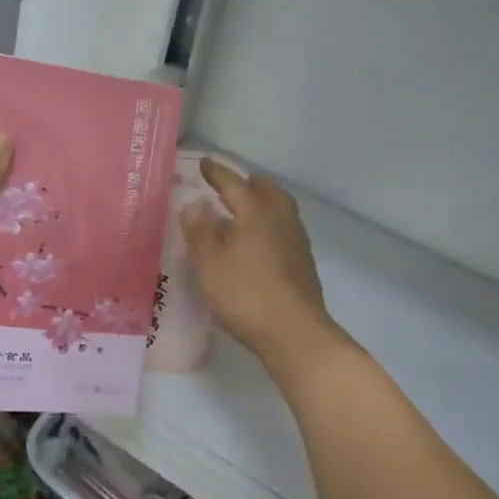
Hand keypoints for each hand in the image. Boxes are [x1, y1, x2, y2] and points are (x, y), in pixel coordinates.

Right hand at [181, 158, 338, 364]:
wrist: (294, 334)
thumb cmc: (245, 294)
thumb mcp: (210, 263)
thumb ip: (200, 231)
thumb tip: (195, 204)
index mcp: (256, 213)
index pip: (234, 184)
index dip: (218, 173)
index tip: (205, 164)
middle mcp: (281, 220)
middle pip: (267, 191)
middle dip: (248, 184)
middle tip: (230, 187)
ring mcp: (297, 242)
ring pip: (280, 210)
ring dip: (262, 204)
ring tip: (243, 213)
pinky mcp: (303, 264)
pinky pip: (285, 231)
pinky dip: (270, 227)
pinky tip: (259, 244)